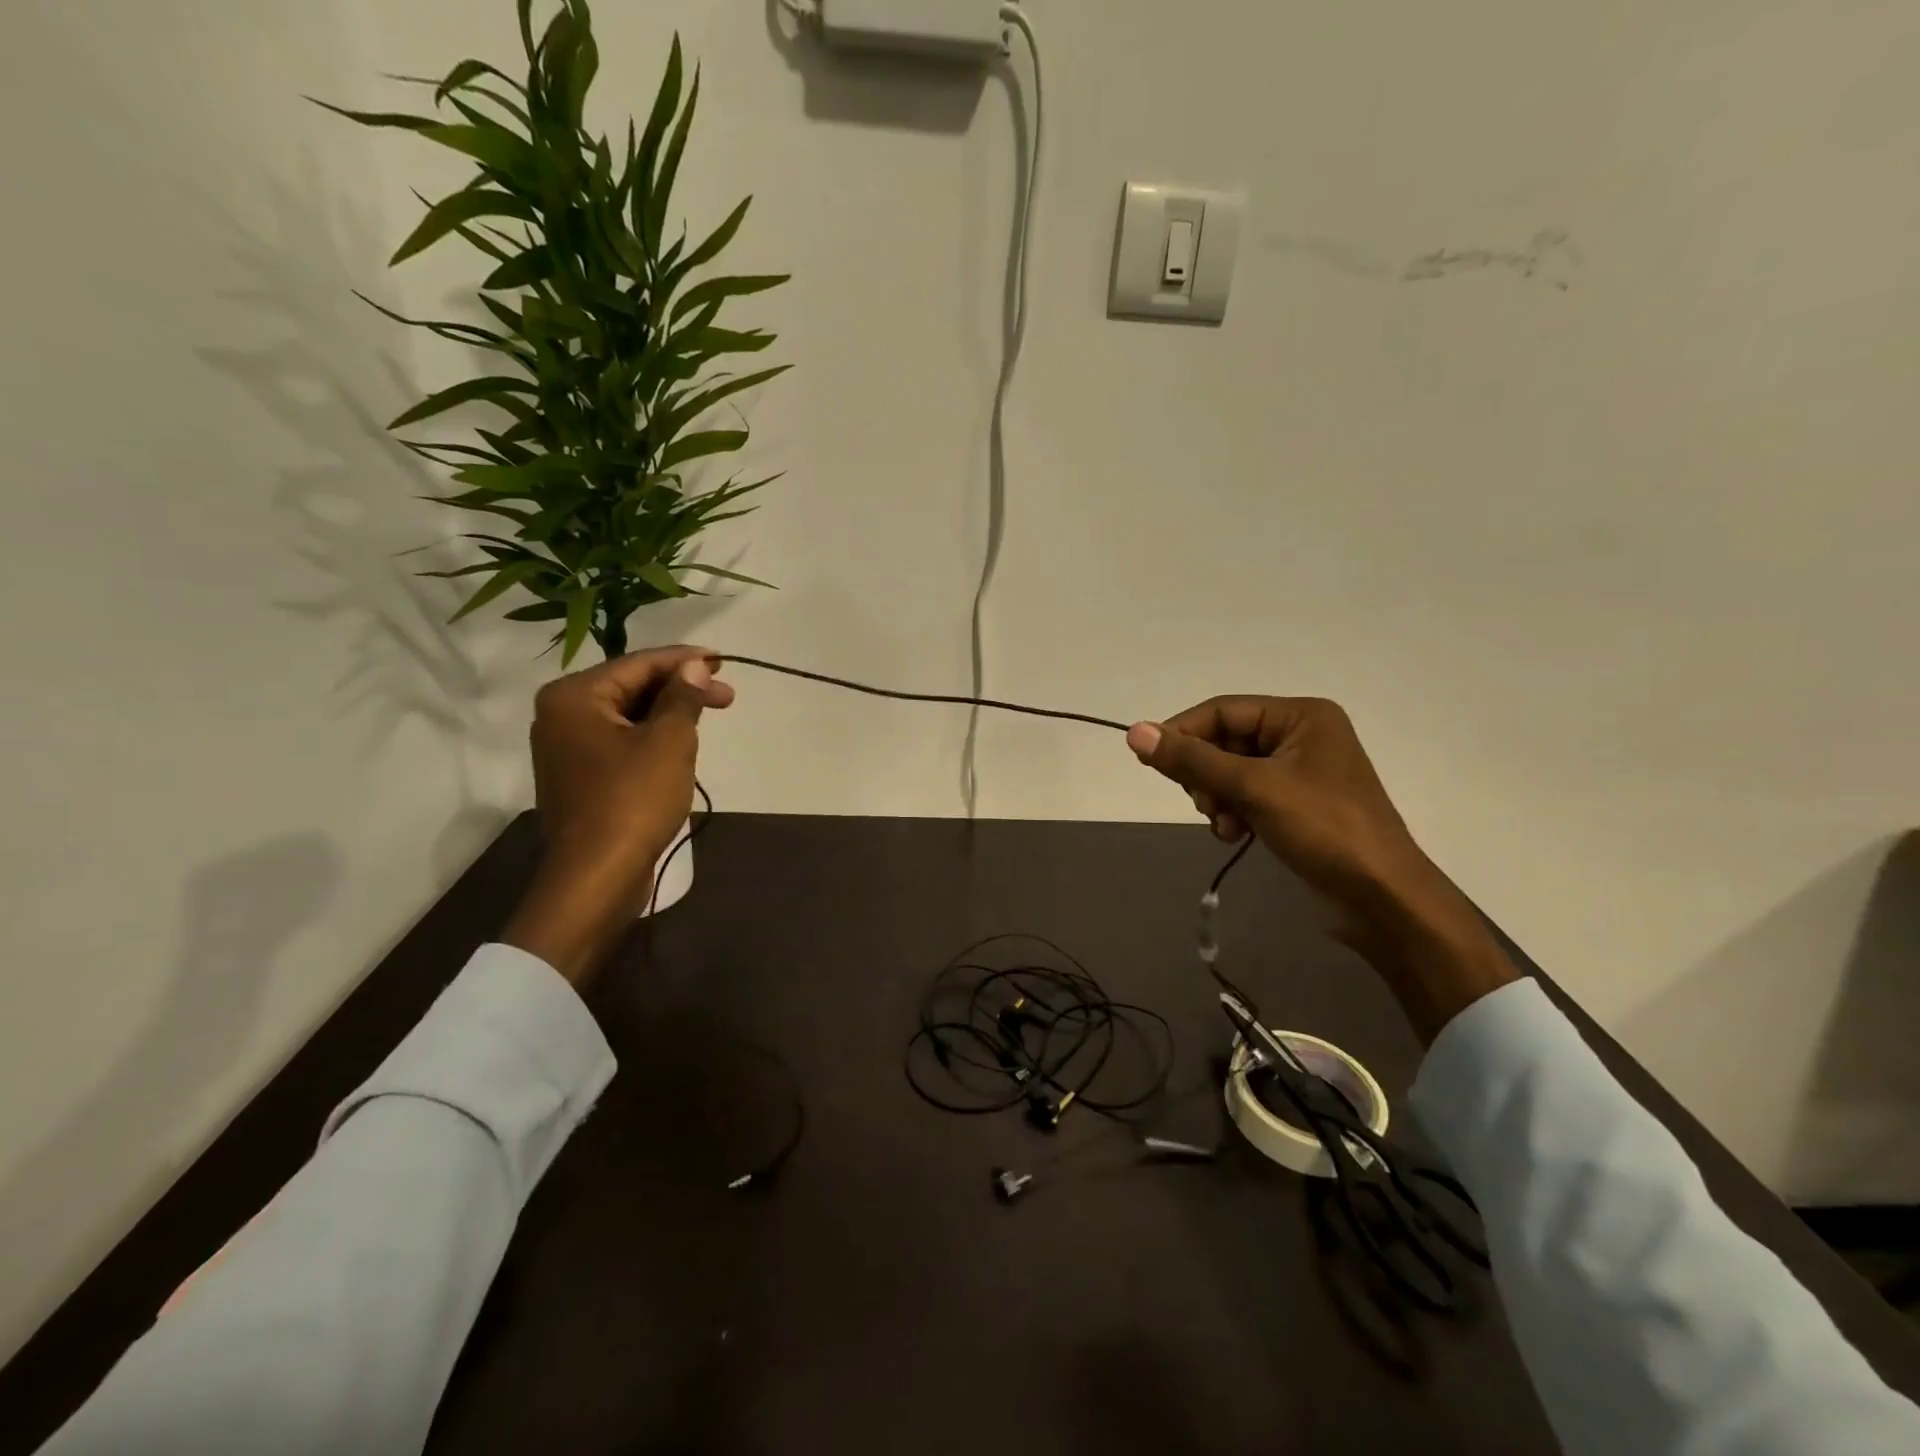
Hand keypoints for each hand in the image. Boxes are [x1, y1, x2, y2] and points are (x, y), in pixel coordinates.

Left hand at [502, 646, 733, 986]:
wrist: (597, 874)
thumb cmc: (633, 799)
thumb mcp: (669, 741)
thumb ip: (683, 697)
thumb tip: (694, 667)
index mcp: (574, 697)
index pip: (638, 664)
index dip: (685, 661)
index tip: (723, 661)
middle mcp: (561, 715)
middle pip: (631, 688)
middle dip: (680, 689)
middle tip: (727, 696)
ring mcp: (566, 748)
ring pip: (627, 716)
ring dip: (668, 714)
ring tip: (707, 718)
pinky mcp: (578, 776)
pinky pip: (619, 742)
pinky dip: (651, 737)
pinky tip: (680, 744)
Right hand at [1126, 696, 1514, 1040]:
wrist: (1382, 898)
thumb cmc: (1324, 829)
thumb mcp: (1253, 787)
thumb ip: (1192, 759)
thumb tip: (1135, 732)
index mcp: (1301, 716)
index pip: (1223, 710)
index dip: (1183, 732)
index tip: (1149, 761)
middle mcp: (1301, 736)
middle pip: (1224, 741)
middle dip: (1206, 774)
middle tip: (1205, 803)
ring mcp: (1299, 773)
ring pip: (1230, 772)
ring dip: (1218, 798)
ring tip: (1226, 825)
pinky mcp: (1295, 806)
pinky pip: (1246, 796)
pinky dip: (1233, 813)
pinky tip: (1236, 835)